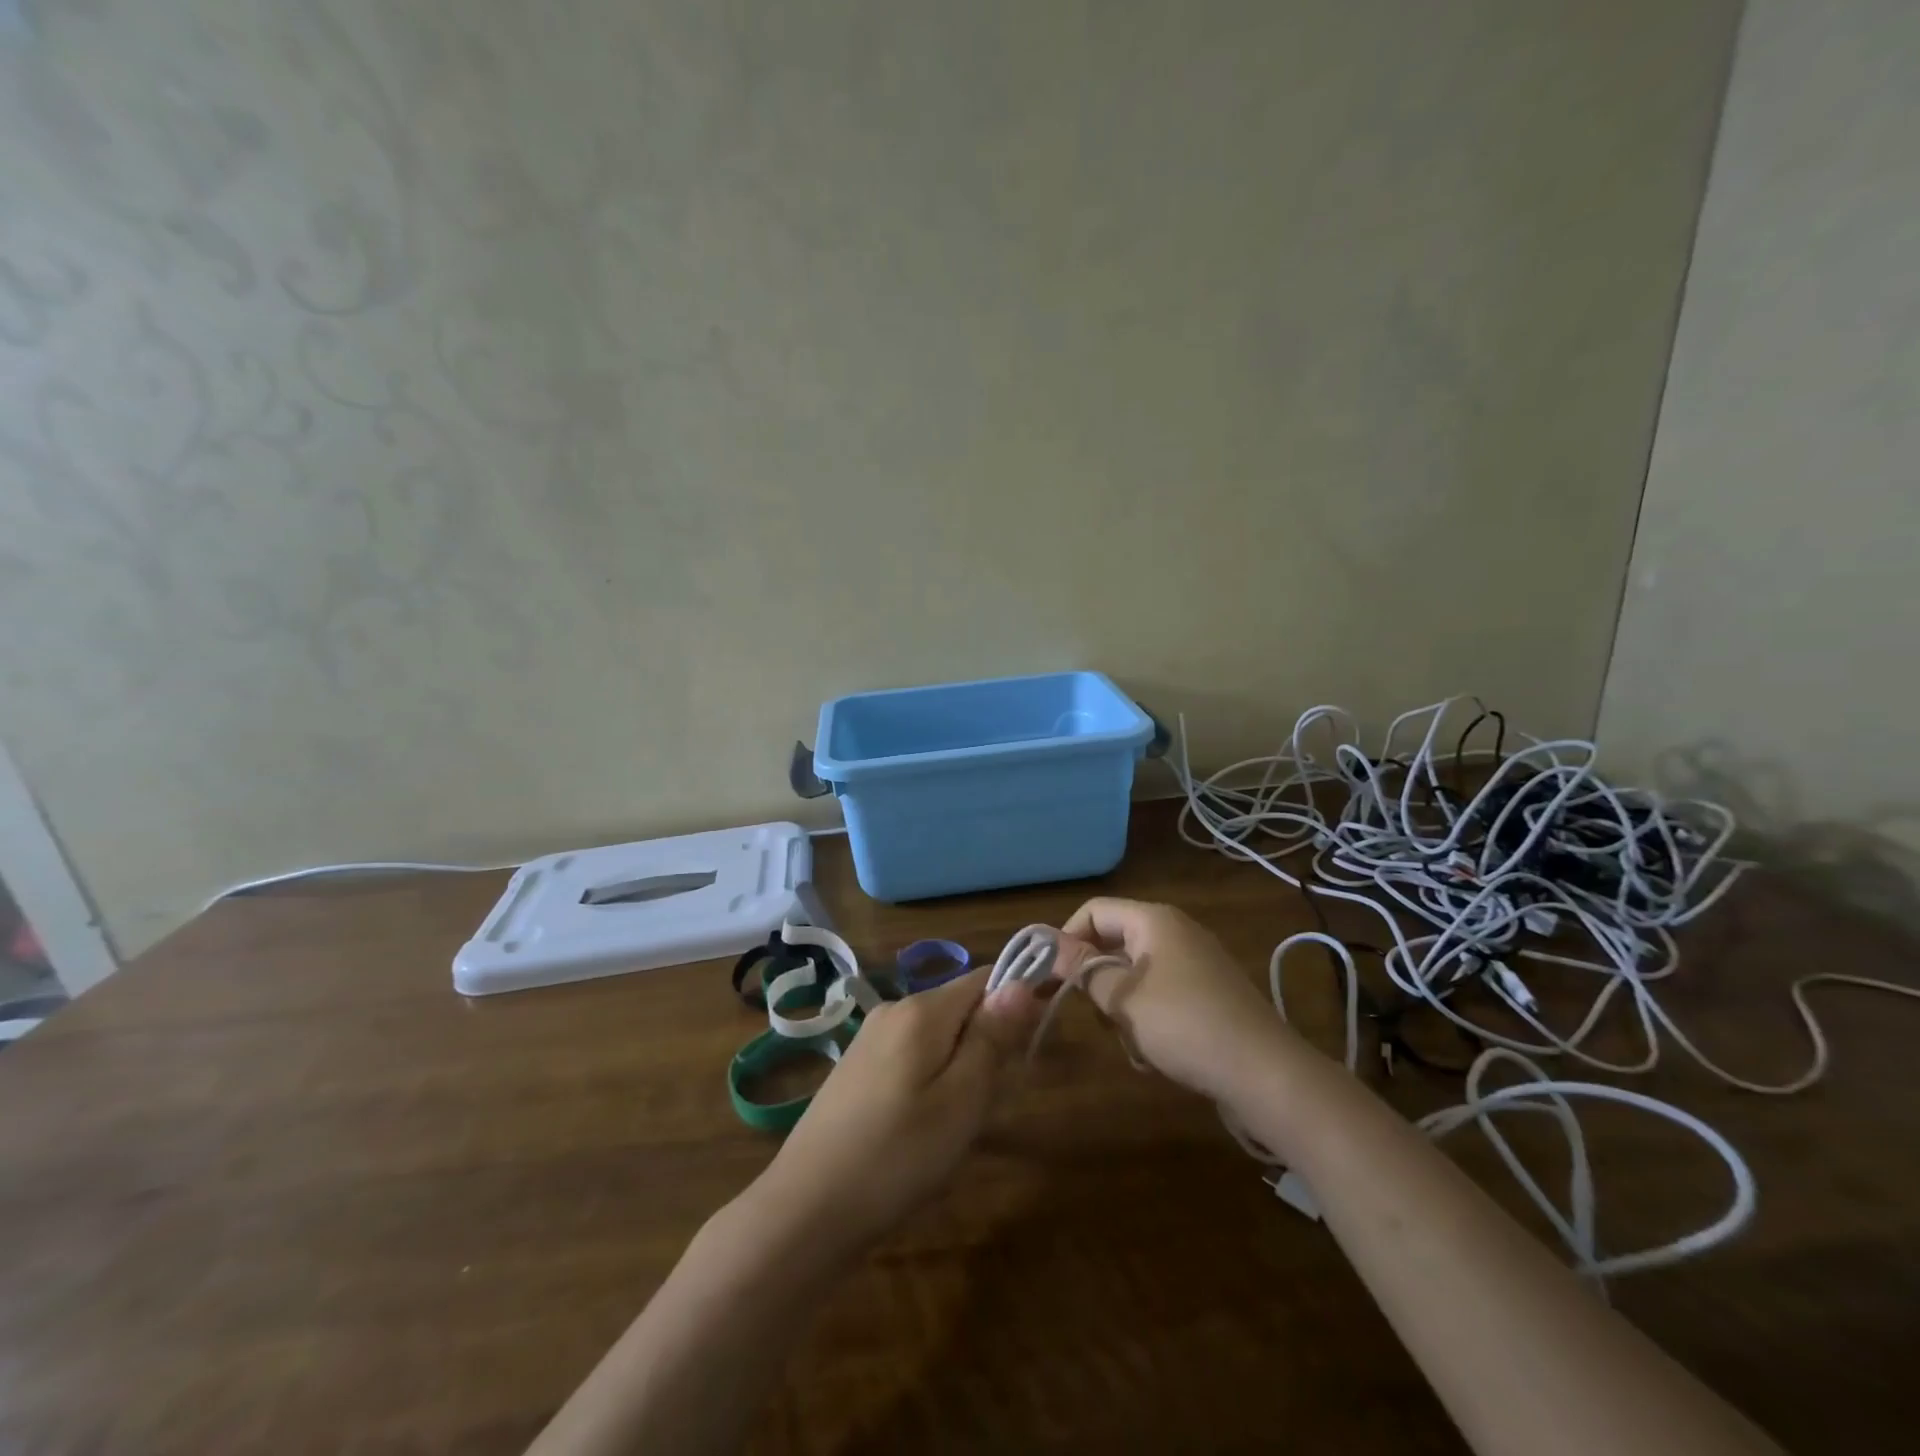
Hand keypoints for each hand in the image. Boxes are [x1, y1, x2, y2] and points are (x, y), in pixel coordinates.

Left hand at [756, 967, 1039, 1253]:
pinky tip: (922, 1129)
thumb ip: (992, 1037)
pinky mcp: (857, 1068)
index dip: (1017, 1002)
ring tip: (955, 1126)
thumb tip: (1022, 982)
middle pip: (961, 1007)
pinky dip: (933, 1080)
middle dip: (987, 1044)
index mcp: (921, 1010)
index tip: (1032, 1046)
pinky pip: (913, 1055)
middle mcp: (894, 1009)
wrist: (806, 1210)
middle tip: (987, 1106)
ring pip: (938, 1036)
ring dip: (961, 1068)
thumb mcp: (962, 1101)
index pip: (985, 979)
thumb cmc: (897, 1156)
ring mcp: (870, 1038)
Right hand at [1061, 897, 1303, 1101]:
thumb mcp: (1123, 997)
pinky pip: (1161, 995)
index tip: (1050, 976)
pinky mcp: (1209, 994)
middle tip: (1092, 1013)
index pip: (1094, 911)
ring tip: (1130, 1041)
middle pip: (1115, 943)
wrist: (1265, 1073)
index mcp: (1155, 920)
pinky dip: (1149, 1019)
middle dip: (1097, 980)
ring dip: (1123, 1007)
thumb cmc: (1184, 1024)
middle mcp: (1176, 932)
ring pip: (1136, 975)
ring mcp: (1197, 963)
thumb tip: (1047, 944)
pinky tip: (1154, 1053)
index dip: (1066, 938)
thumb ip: (1082, 968)